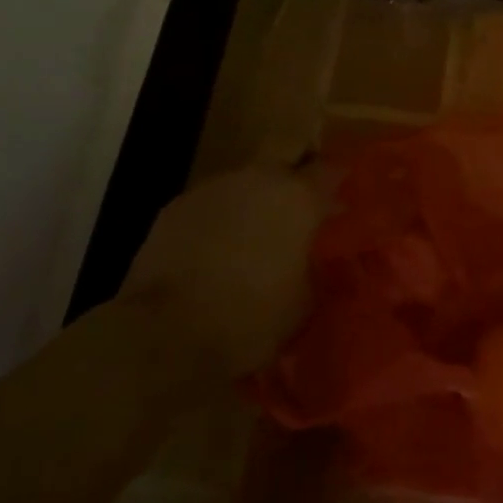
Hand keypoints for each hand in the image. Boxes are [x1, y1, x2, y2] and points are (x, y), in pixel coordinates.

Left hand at [120, 163, 328, 379]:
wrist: (164, 332)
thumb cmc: (249, 318)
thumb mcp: (303, 303)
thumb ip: (314, 268)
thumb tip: (315, 259)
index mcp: (298, 196)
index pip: (331, 171)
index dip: (336, 186)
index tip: (339, 205)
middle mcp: (259, 179)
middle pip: (284, 170)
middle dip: (290, 191)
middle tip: (293, 224)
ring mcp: (214, 188)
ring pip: (244, 186)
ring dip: (251, 206)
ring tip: (248, 243)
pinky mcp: (176, 206)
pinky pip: (210, 206)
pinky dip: (216, 222)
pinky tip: (211, 255)